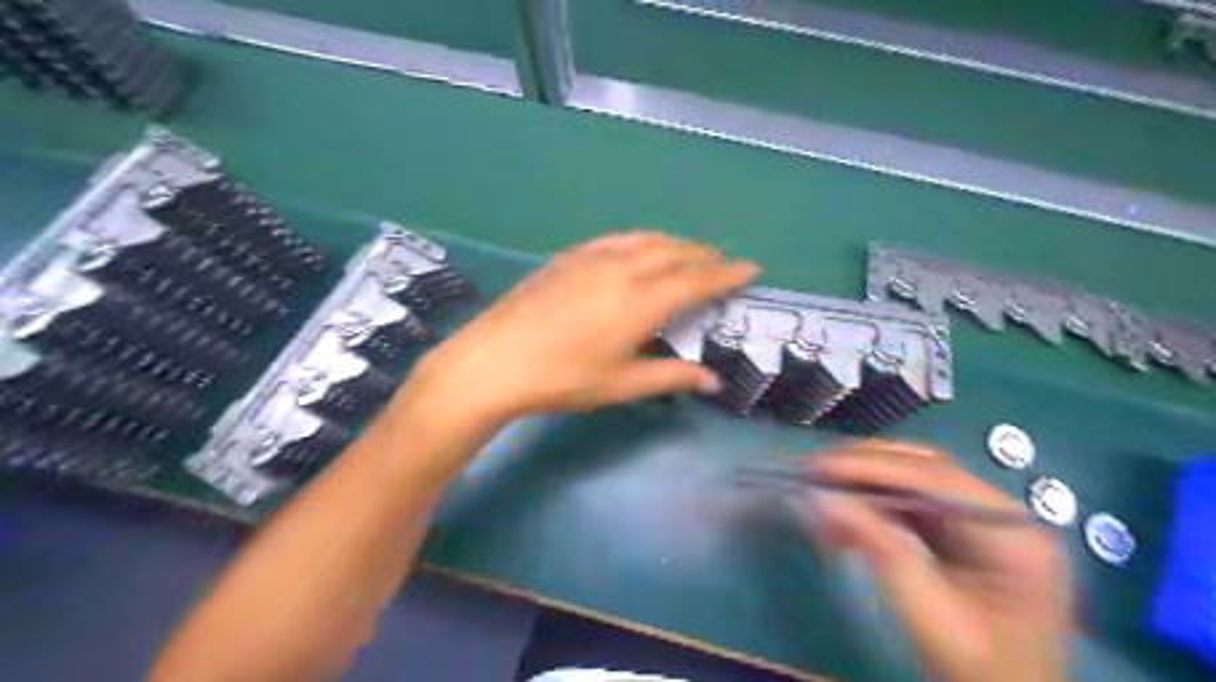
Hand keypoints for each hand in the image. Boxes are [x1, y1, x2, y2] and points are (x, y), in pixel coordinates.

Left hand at [402, 233, 757, 425]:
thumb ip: (671, 377)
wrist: (495, 360)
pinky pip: (617, 240)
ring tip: (689, 254)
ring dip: (675, 244)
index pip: (697, 280)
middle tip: (723, 264)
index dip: (727, 273)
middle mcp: (623, 269)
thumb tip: (713, 382)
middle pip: (676, 252)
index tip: (751, 268)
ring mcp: (593, 258)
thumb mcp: (621, 384)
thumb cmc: (563, 378)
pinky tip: (639, 249)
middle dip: (705, 256)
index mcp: (642, 300)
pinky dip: (641, 241)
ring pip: (647, 240)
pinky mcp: (569, 257)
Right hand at [804, 441, 1071, 681]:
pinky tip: (843, 510)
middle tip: (814, 469)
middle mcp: (1003, 514)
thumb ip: (876, 544)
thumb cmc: (973, 667)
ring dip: (864, 480)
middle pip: (925, 468)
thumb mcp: (923, 610)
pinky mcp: (962, 532)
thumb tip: (820, 496)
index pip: (936, 478)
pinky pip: (911, 502)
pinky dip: (873, 502)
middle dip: (866, 466)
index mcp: (1013, 534)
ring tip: (820, 486)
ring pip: (914, 478)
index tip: (821, 467)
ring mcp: (983, 520)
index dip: (874, 467)